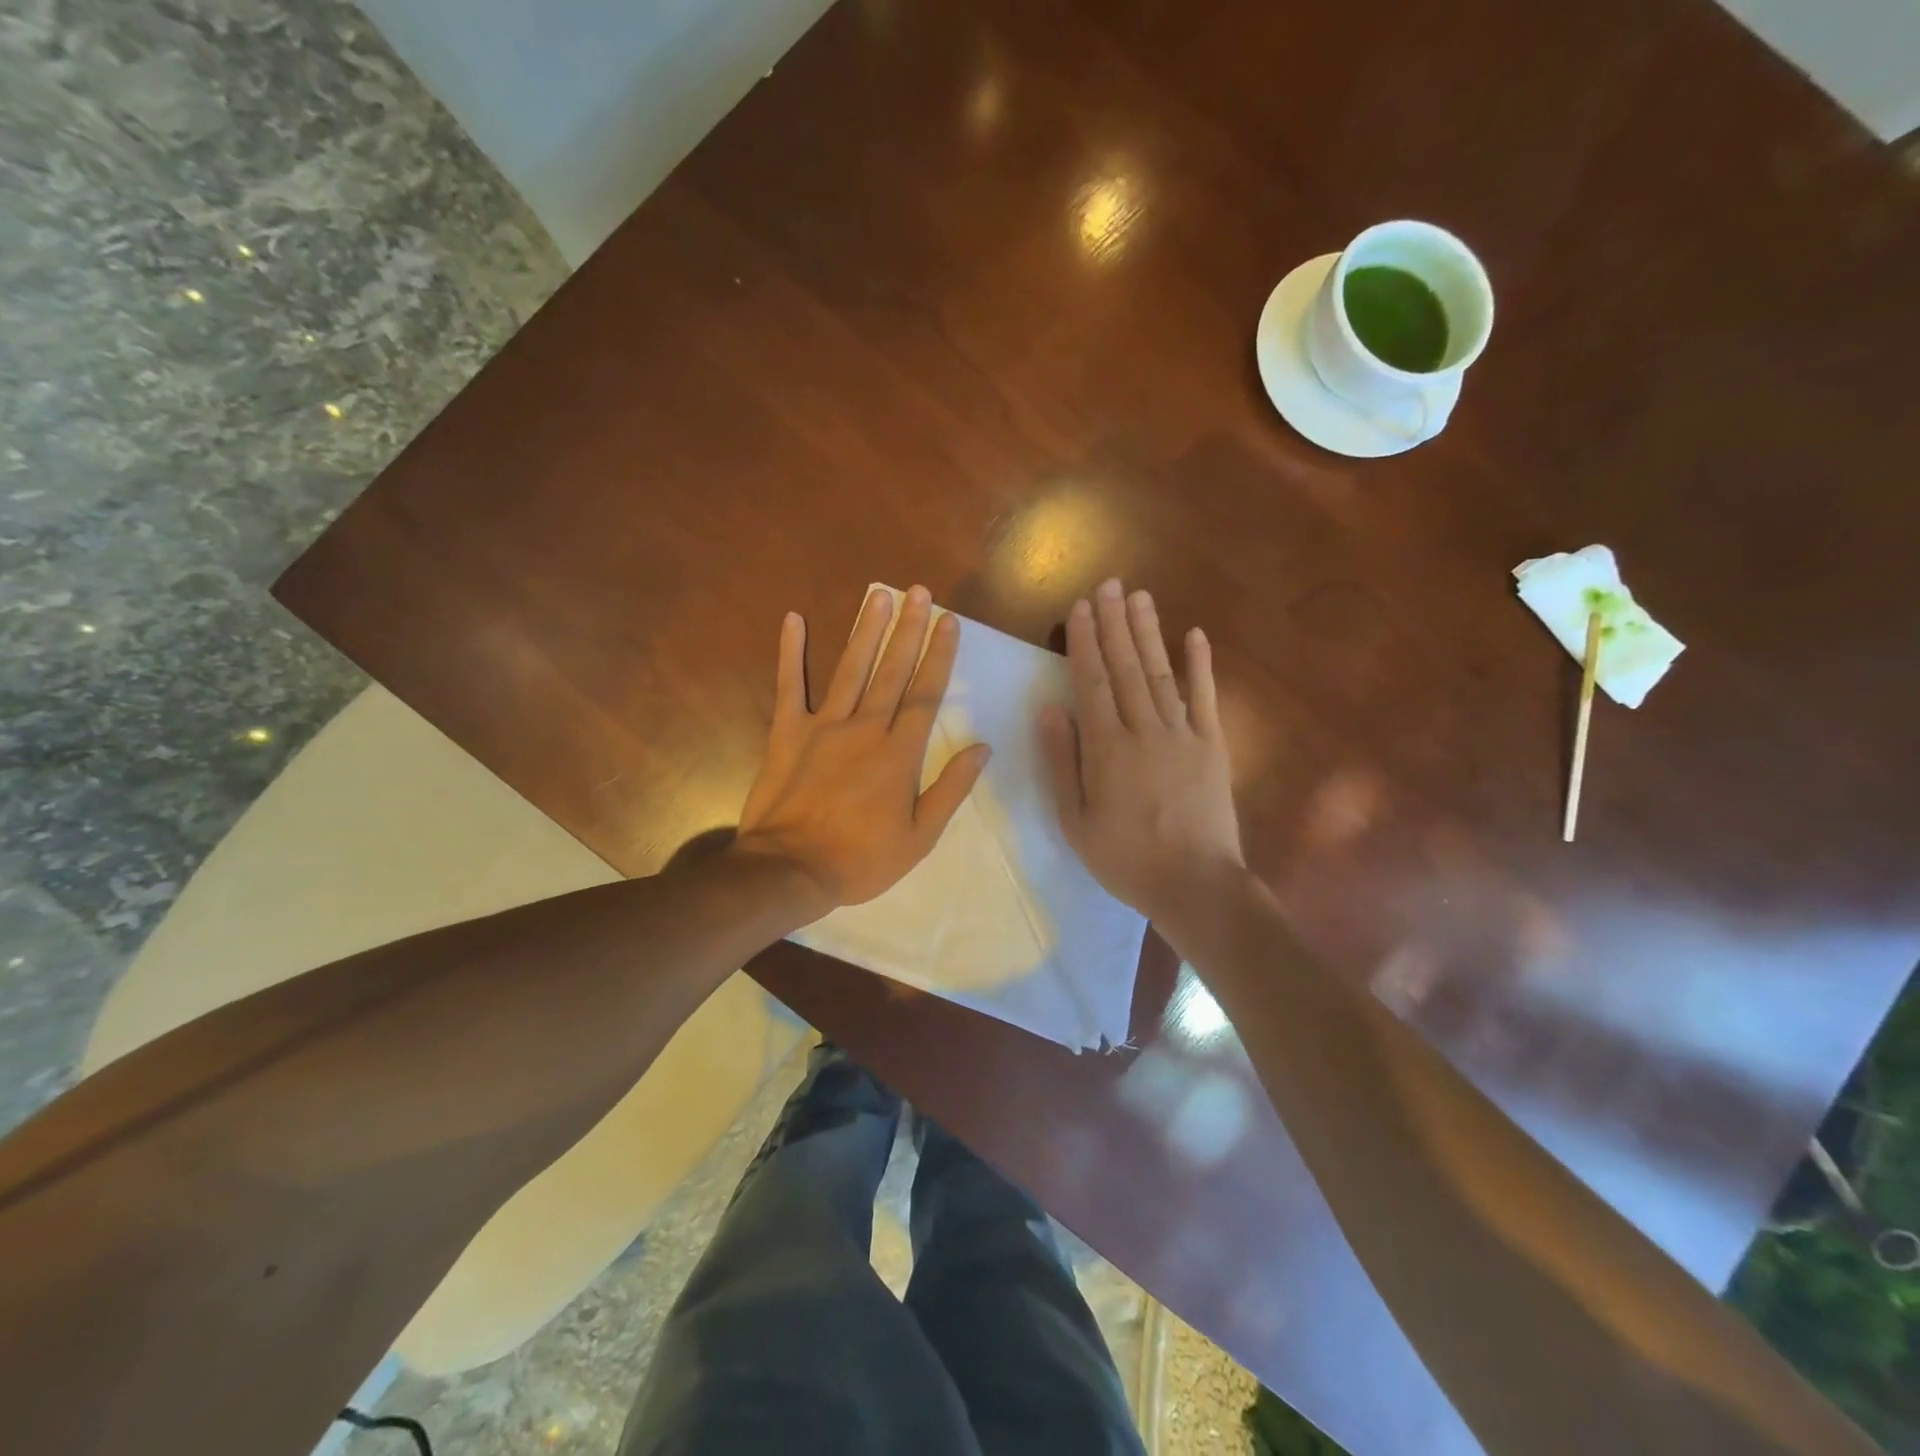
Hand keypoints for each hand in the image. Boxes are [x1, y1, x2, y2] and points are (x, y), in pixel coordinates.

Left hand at [735, 586, 990, 915]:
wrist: (789, 870)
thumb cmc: (860, 859)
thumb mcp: (919, 837)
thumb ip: (951, 789)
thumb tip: (982, 748)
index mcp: (899, 753)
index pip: (926, 693)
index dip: (940, 655)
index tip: (949, 622)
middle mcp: (865, 728)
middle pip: (892, 670)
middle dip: (909, 629)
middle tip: (920, 592)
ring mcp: (823, 726)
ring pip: (850, 668)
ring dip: (866, 630)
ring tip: (879, 594)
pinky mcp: (786, 732)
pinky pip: (789, 686)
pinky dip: (790, 653)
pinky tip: (793, 619)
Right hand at [1040, 579, 1244, 931]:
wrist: (1195, 884)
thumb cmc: (1125, 858)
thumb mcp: (1075, 819)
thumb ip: (1063, 761)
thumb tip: (1050, 708)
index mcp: (1106, 747)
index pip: (1091, 681)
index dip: (1084, 641)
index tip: (1079, 608)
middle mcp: (1144, 728)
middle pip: (1125, 666)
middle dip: (1114, 623)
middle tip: (1108, 584)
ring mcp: (1183, 733)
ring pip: (1160, 672)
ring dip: (1148, 632)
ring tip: (1139, 596)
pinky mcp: (1212, 744)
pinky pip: (1204, 697)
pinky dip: (1199, 664)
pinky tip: (1194, 634)